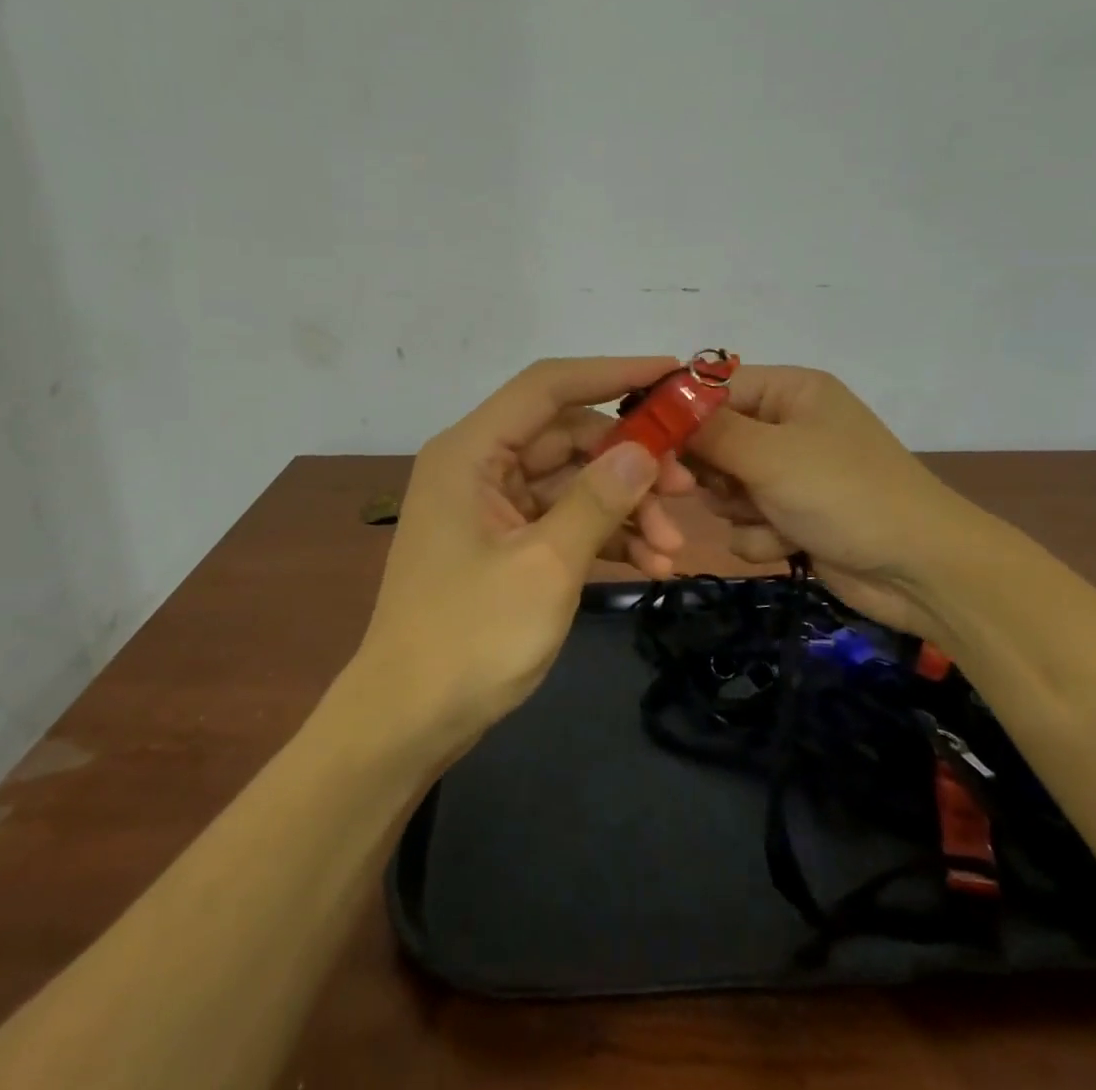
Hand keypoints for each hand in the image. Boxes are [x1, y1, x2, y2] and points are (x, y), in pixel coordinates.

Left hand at [347, 357, 687, 749]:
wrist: (408, 722)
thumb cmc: (469, 638)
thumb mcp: (545, 566)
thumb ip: (597, 500)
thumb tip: (643, 449)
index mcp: (471, 453)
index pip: (547, 387)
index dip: (611, 373)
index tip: (672, 375)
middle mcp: (479, 468)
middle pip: (567, 439)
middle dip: (629, 463)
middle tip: (686, 490)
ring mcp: (492, 508)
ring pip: (572, 484)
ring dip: (624, 509)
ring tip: (673, 549)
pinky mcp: (505, 544)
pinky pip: (563, 522)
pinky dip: (604, 537)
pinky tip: (650, 566)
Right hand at [684, 366, 993, 636]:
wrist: (921, 571)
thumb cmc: (845, 494)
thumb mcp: (770, 455)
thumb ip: (709, 430)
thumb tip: (660, 401)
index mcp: (790, 391)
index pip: (712, 387)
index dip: (678, 413)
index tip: (644, 443)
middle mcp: (788, 425)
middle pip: (713, 440)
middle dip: (710, 471)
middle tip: (708, 489)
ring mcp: (791, 474)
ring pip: (724, 486)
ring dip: (736, 508)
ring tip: (765, 518)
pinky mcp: (793, 516)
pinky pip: (746, 521)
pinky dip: (759, 535)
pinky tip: (786, 544)